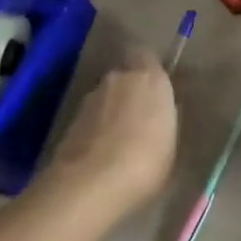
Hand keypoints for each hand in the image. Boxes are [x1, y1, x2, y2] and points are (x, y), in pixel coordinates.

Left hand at [42, 50, 177, 213]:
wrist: (90, 184)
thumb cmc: (146, 162)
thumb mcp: (170, 142)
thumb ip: (164, 117)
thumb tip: (159, 110)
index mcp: (150, 78)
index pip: (146, 55)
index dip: (148, 69)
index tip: (156, 88)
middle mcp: (118, 78)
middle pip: (125, 77)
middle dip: (130, 92)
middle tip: (139, 118)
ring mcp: (90, 98)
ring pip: (106, 97)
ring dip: (111, 111)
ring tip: (119, 141)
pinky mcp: (70, 119)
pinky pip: (91, 117)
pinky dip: (96, 128)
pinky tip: (101, 153)